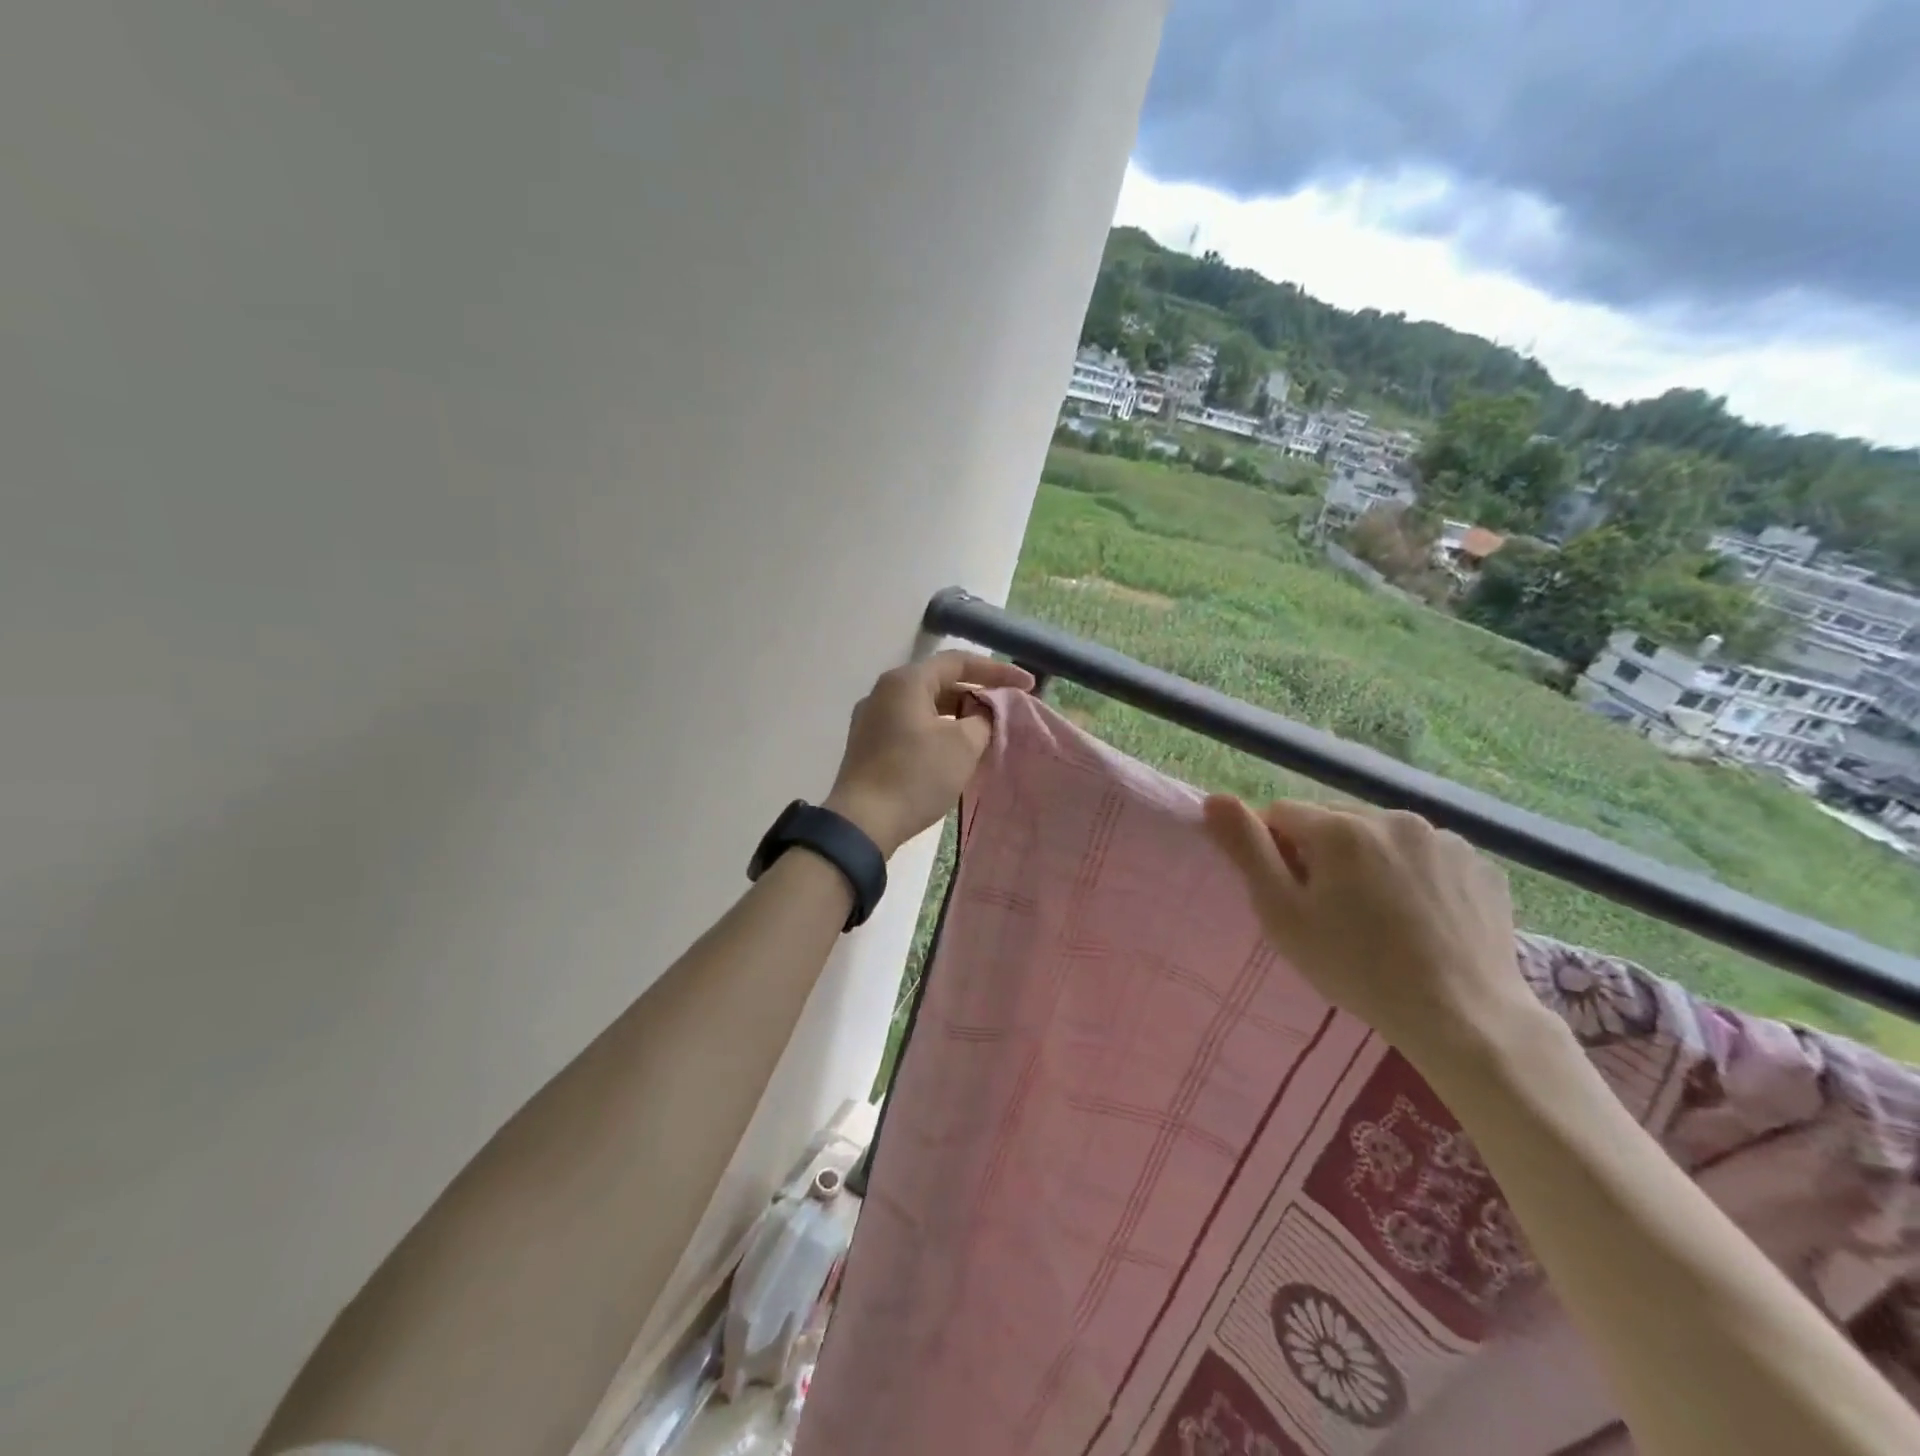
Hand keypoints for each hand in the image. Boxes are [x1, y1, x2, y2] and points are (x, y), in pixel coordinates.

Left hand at [823, 651, 1033, 856]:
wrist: (862, 822)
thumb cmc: (916, 776)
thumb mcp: (963, 745)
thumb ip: (982, 719)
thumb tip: (981, 714)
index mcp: (906, 681)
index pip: (958, 662)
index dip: (997, 671)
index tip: (1027, 685)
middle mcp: (884, 691)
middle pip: (939, 681)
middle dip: (977, 693)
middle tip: (1008, 708)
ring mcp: (872, 718)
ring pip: (925, 705)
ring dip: (958, 714)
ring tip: (986, 729)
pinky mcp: (869, 744)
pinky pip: (911, 725)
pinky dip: (938, 729)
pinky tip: (956, 748)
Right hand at [1203, 796, 1546, 1072]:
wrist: (1464, 1017)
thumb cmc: (1357, 967)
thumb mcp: (1283, 914)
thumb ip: (1247, 849)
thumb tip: (1215, 799)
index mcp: (1340, 828)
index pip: (1281, 814)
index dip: (1274, 851)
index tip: (1290, 894)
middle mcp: (1392, 818)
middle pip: (1332, 821)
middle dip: (1322, 853)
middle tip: (1331, 910)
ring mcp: (1443, 839)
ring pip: (1381, 836)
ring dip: (1369, 861)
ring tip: (1380, 916)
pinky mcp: (1479, 864)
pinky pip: (1426, 855)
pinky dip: (1414, 874)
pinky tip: (1421, 917)